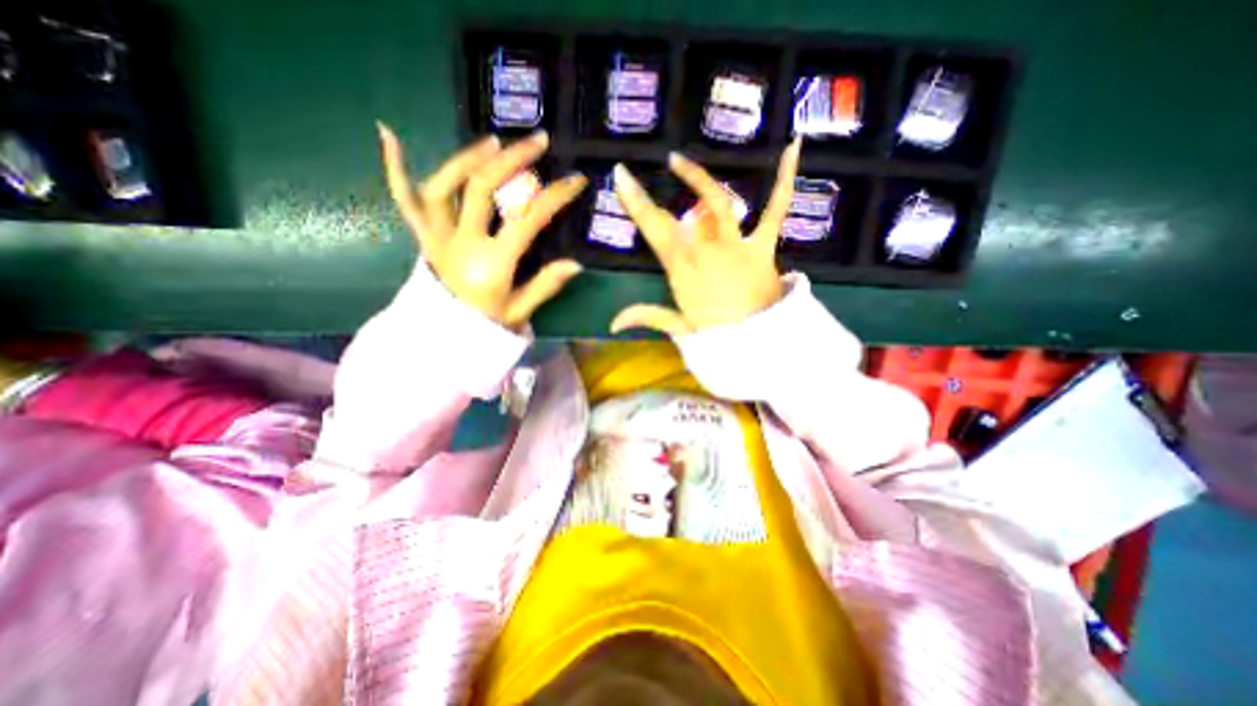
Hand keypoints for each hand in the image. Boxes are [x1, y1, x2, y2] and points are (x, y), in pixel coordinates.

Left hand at [379, 123, 590, 326]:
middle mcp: (461, 244)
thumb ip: (546, 286)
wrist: (444, 340)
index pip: (527, 220)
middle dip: (513, 161)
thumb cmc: (486, 327)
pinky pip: (404, 202)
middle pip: (482, 189)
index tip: (575, 180)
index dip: (554, 196)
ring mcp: (437, 238)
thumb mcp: (521, 311)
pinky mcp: (423, 238)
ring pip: (444, 187)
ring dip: (467, 158)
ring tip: (493, 143)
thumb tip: (576, 263)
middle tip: (536, 142)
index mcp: (491, 264)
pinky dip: (395, 170)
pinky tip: (389, 135)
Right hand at [612, 140, 805, 335]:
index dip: (636, 205)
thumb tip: (612, 323)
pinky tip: (791, 147)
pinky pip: (775, 209)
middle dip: (649, 198)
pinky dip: (785, 180)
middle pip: (675, 219)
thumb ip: (646, 317)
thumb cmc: (718, 337)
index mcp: (682, 272)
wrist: (758, 344)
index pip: (654, 234)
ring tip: (679, 161)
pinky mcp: (763, 246)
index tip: (621, 177)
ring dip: (698, 180)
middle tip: (630, 177)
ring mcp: (735, 246)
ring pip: (717, 203)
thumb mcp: (679, 328)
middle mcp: (705, 252)